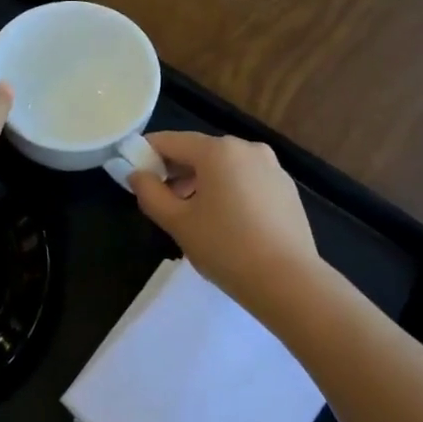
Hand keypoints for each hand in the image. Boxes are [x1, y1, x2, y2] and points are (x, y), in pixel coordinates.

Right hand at [130, 131, 320, 310]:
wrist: (288, 280)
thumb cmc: (225, 248)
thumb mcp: (178, 223)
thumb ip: (150, 194)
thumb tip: (137, 174)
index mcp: (218, 150)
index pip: (171, 141)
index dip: (147, 154)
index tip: (134, 176)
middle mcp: (247, 148)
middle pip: (200, 151)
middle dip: (177, 171)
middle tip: (162, 202)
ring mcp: (271, 166)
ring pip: (225, 166)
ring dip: (203, 183)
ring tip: (193, 217)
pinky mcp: (286, 187)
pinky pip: (247, 180)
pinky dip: (229, 191)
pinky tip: (226, 223)